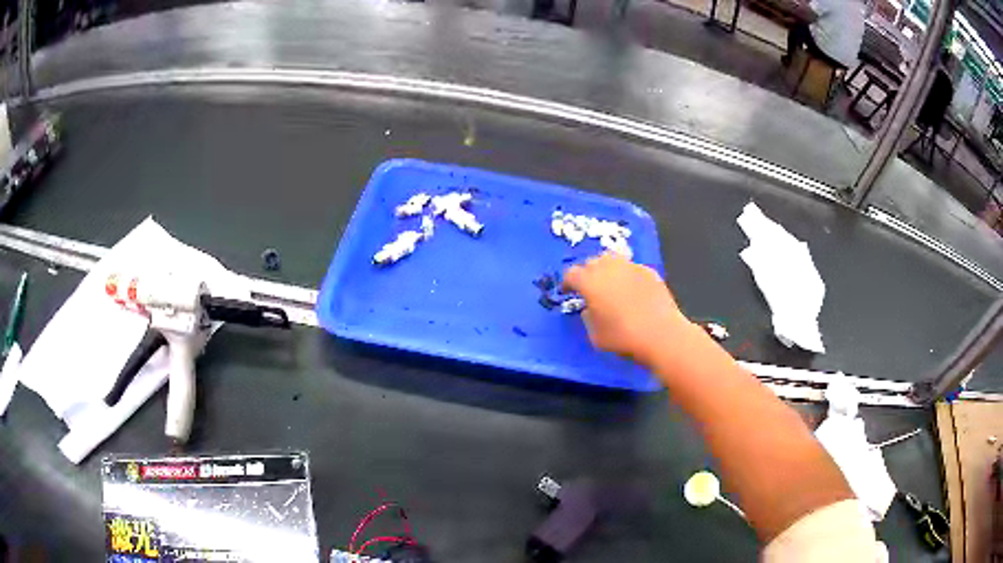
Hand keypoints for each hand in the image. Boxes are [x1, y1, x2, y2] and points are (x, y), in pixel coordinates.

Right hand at [562, 254, 689, 366]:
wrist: (661, 334)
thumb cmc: (623, 337)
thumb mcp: (595, 335)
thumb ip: (588, 317)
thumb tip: (590, 307)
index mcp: (590, 282)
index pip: (571, 274)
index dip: (567, 282)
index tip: (567, 291)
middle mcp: (608, 268)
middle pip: (591, 262)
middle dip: (587, 273)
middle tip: (588, 288)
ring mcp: (630, 266)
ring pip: (612, 259)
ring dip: (606, 269)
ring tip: (609, 283)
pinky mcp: (648, 271)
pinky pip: (631, 268)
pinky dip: (626, 275)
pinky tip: (631, 290)